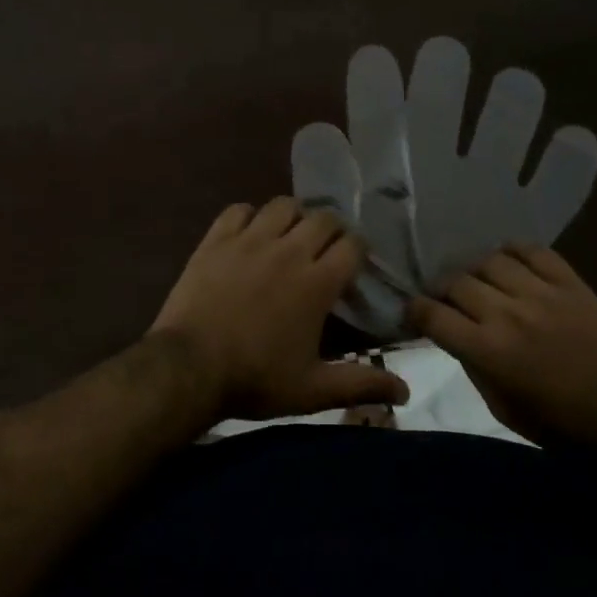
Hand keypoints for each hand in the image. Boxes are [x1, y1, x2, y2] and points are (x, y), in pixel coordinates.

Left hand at [149, 198, 408, 420]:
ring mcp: (250, 240)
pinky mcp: (217, 239)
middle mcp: (289, 250)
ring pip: (283, 205)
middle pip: (323, 218)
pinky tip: (249, 234)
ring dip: (293, 216)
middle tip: (324, 251)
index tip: (353, 266)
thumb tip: (406, 392)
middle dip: (331, 230)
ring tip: (289, 235)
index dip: (358, 251)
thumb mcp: (312, 390)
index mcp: (317, 282)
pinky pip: (239, 210)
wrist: (190, 367)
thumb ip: (360, 385)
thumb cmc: (255, 379)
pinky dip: (249, 216)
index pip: (352, 245)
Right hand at [406, 245, 596, 444]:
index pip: (432, 314)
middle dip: (443, 290)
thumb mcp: (503, 409)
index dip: (415, 310)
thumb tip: (454, 336)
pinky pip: (533, 251)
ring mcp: (540, 293)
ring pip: (490, 261)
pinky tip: (510, 262)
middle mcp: (507, 314)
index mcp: (487, 350)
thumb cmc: (561, 425)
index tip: (415, 312)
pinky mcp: (569, 282)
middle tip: (447, 299)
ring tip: (481, 281)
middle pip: (456, 282)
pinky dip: (514, 251)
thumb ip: (473, 367)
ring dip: (477, 271)